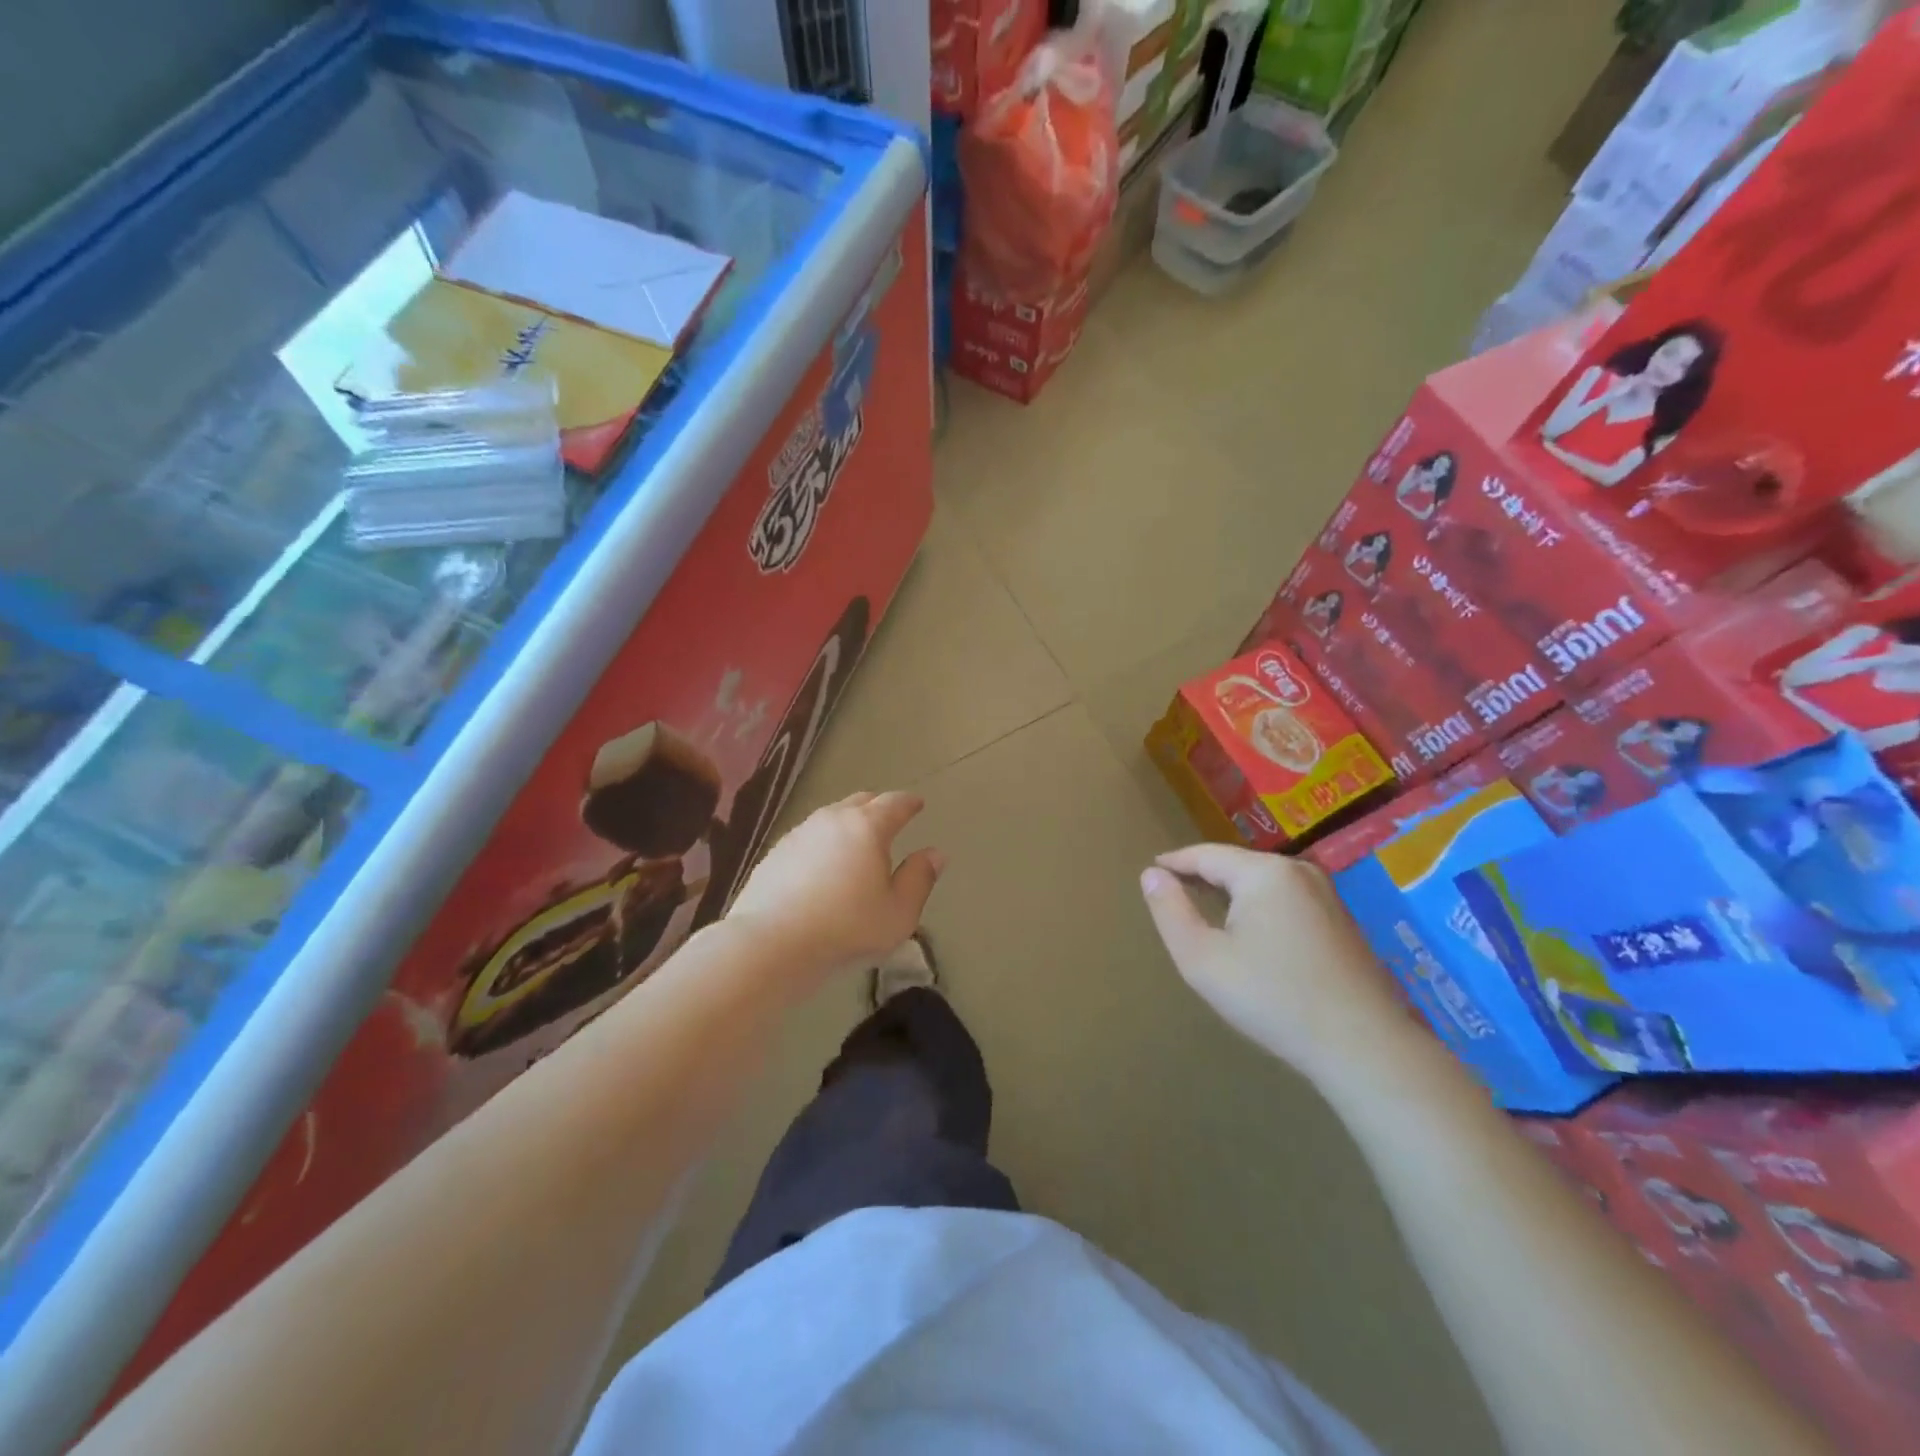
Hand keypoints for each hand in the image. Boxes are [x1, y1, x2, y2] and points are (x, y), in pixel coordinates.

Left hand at [727, 791, 943, 984]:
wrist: (771, 943)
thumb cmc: (846, 928)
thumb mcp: (898, 913)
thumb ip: (919, 879)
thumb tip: (934, 854)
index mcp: (867, 827)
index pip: (894, 803)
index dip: (909, 803)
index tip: (917, 803)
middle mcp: (832, 820)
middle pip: (860, 801)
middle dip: (879, 806)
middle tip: (890, 817)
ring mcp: (799, 833)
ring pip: (831, 817)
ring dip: (848, 823)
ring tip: (856, 842)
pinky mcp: (775, 853)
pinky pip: (809, 837)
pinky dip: (824, 842)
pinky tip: (823, 864)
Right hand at [1139, 843, 1427, 1093]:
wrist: (1363, 1046)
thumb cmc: (1272, 998)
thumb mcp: (1201, 958)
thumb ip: (1170, 911)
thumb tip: (1151, 874)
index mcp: (1264, 873)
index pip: (1206, 855)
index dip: (1175, 862)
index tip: (1151, 869)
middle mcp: (1298, 871)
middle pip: (1236, 866)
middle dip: (1204, 877)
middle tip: (1174, 895)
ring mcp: (1326, 895)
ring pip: (1263, 883)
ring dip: (1232, 894)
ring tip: (1206, 912)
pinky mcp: (1342, 920)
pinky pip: (1286, 900)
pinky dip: (1260, 909)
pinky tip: (1252, 936)